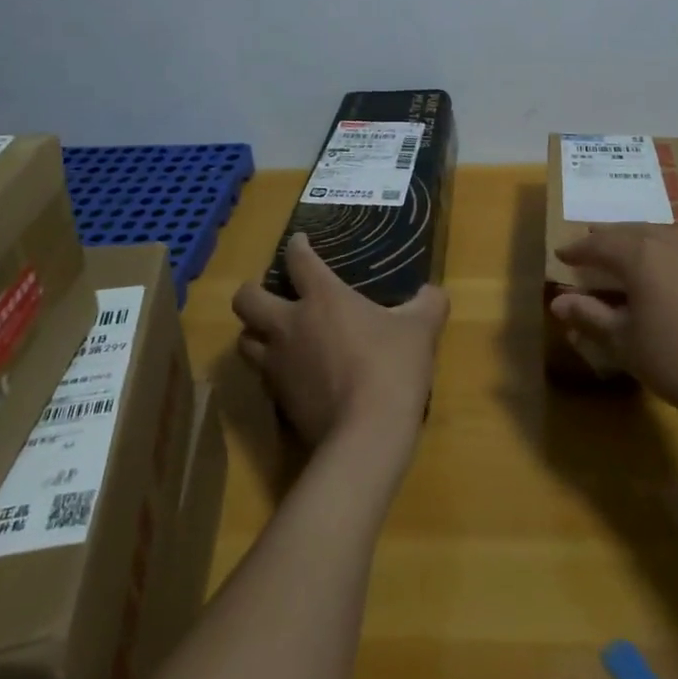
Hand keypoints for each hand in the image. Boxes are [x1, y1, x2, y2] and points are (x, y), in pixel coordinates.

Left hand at [233, 234, 449, 450]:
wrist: (366, 435)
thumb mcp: (421, 329)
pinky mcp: (278, 402)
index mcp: (322, 297)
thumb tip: (433, 292)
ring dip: (255, 333)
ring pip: (244, 341)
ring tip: (273, 334)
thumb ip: (428, 303)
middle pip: (246, 299)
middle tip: (271, 293)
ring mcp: (278, 365)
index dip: (297, 247)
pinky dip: (271, 371)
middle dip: (252, 291)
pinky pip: (262, 378)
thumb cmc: (391, 367)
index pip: (298, 260)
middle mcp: (290, 325)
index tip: (300, 243)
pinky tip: (292, 374)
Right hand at [550, 226, 677, 426]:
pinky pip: (677, 247)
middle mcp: (667, 245)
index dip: (577, 250)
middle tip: (588, 243)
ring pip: (657, 234)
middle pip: (629, 231)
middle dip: (605, 237)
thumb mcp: (625, 343)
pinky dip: (658, 248)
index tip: (560, 253)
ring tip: (622, 248)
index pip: (599, 244)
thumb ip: (590, 317)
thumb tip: (557, 302)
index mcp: (639, 256)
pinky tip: (661, 267)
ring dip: (633, 238)